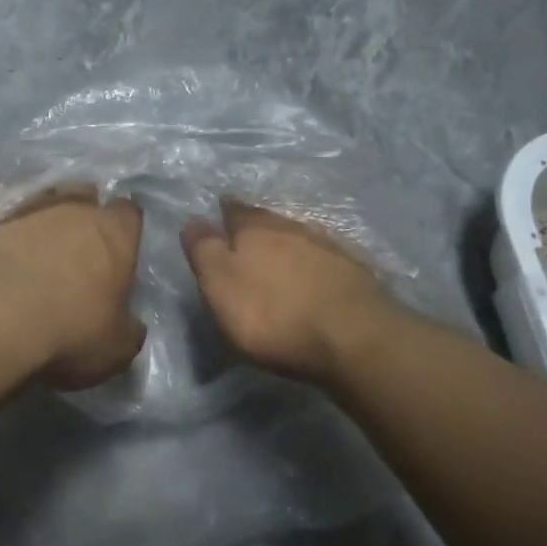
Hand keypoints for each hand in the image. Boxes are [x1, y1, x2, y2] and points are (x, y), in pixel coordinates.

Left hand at [0, 189, 145, 389]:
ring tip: (35, 256)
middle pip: (84, 198)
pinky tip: (1, 262)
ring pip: (42, 204)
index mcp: (114, 232)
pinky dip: (6, 237)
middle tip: (78, 252)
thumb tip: (129, 324)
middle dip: (83, 218)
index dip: (125, 232)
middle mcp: (73, 209)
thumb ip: (128, 329)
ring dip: (42, 225)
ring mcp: (25, 210)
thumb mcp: (116, 348)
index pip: (129, 214)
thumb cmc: (70, 329)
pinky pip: (3, 222)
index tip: (119, 254)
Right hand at [182, 201, 399, 384]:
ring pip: (299, 236)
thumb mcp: (221, 284)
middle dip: (256, 224)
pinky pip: (326, 258)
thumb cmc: (273, 313)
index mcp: (255, 230)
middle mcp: (292, 228)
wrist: (353, 337)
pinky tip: (314, 272)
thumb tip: (192, 220)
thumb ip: (204, 250)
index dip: (225, 211)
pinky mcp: (355, 272)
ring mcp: (328, 248)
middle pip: (268, 220)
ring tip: (278, 252)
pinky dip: (314, 262)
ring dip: (287, 242)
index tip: (220, 208)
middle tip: (246, 232)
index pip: (235, 211)